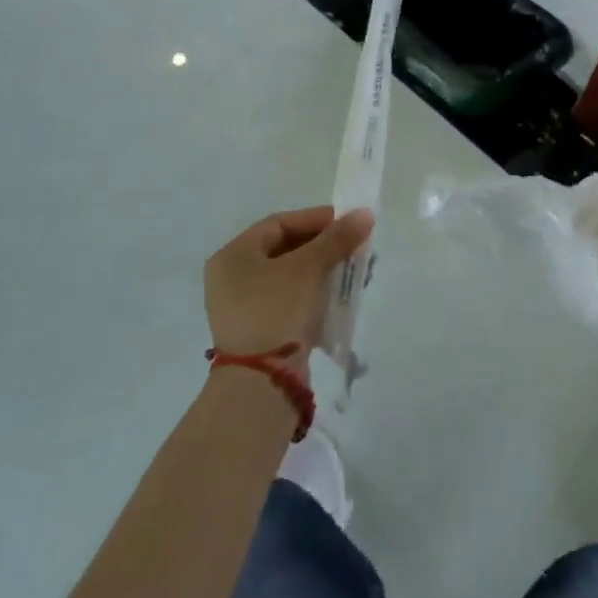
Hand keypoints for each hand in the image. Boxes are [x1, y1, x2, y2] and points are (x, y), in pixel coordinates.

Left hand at [204, 206, 373, 362]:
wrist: (261, 384)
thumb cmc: (276, 311)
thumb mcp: (308, 268)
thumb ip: (336, 239)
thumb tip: (365, 214)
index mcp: (233, 256)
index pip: (278, 224)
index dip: (315, 219)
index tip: (347, 222)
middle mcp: (232, 278)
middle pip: (285, 249)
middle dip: (323, 246)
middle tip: (353, 245)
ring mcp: (243, 308)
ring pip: (290, 276)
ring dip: (322, 269)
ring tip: (352, 269)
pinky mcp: (259, 332)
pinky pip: (290, 300)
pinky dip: (313, 293)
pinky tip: (338, 294)